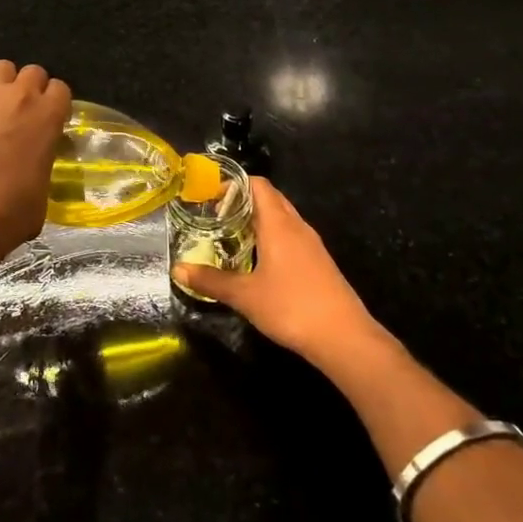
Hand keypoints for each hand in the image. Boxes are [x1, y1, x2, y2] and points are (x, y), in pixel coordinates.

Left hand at [0, 57, 71, 265]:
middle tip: (19, 113)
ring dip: (0, 81)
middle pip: (33, 72)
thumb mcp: (43, 192)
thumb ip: (41, 167)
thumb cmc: (12, 212)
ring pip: (0, 66)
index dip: (54, 103)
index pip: (61, 89)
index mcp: (49, 116)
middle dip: (29, 88)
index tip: (47, 120)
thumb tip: (33, 173)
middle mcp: (21, 96)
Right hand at [173, 177, 383, 368]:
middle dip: (242, 201)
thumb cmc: (291, 307)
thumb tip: (177, 269)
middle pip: (270, 198)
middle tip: (215, 215)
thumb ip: (211, 280)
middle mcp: (297, 226)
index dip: (233, 184)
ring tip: (231, 236)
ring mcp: (311, 244)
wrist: (344, 338)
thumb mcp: (245, 295)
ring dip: (257, 220)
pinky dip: (271, 237)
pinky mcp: (318, 262)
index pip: (257, 184)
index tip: (209, 195)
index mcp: (278, 223)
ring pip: (281, 218)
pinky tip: (257, 260)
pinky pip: (290, 237)